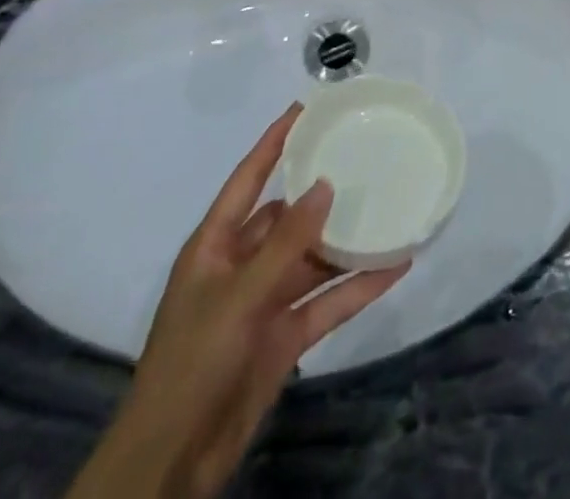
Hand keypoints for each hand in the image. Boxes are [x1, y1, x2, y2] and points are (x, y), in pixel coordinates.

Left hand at [68, 105, 407, 498]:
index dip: (274, 142)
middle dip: (322, 192)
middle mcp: (242, 265)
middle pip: (288, 217)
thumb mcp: (239, 295)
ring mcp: (265, 302)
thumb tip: (325, 185)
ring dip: (347, 242)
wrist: (173, 460)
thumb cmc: (193, 361)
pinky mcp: (285, 337)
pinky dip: (359, 285)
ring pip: (314, 258)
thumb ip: (286, 242)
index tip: (305, 109)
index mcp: (216, 245)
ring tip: (389, 208)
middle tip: (364, 157)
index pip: (249, 179)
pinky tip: (395, 266)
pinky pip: (328, 302)